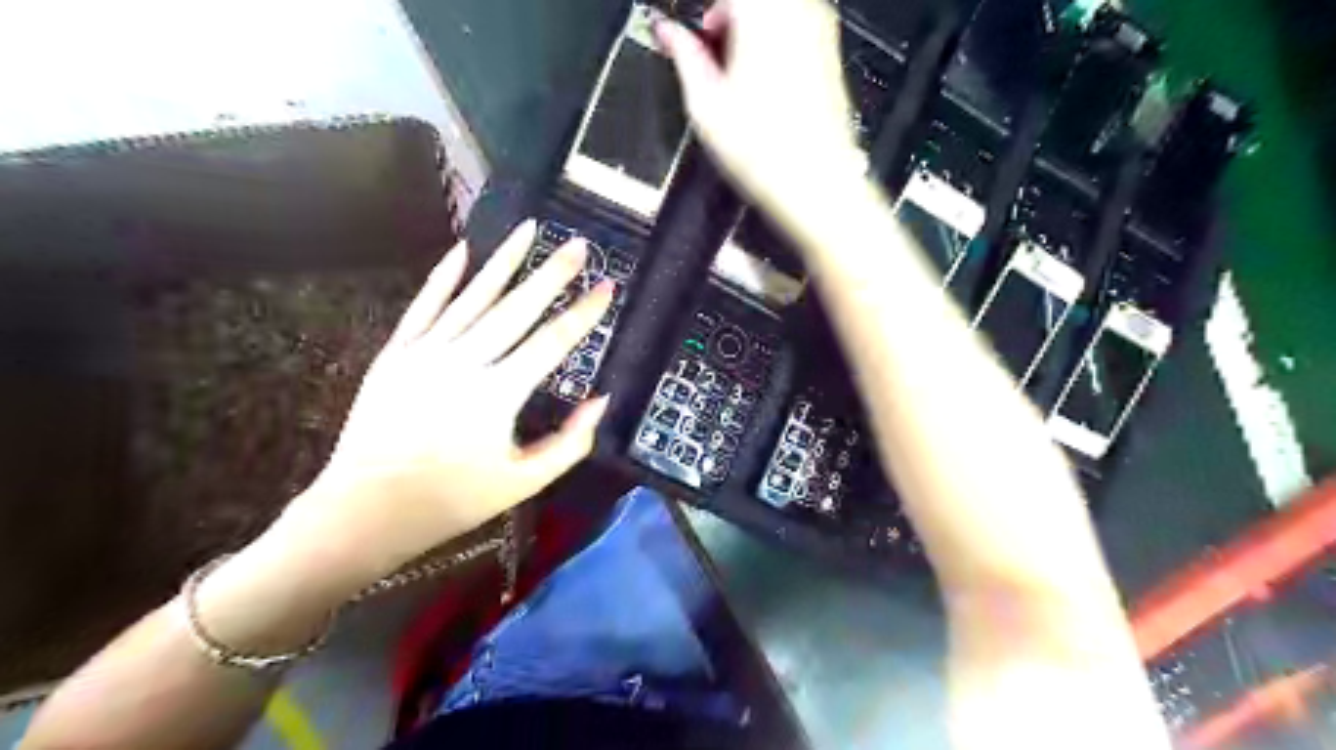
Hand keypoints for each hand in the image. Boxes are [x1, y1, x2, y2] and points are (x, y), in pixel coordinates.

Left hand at [284, 223, 619, 585]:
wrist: (366, 510)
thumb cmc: (453, 499)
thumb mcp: (524, 481)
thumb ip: (570, 442)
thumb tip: (601, 400)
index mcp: (499, 395)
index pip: (553, 342)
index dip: (584, 313)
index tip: (607, 287)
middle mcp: (464, 362)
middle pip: (517, 308)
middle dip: (553, 274)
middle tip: (579, 243)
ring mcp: (426, 352)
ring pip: (473, 296)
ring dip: (504, 261)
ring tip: (530, 229)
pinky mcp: (397, 352)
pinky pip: (424, 304)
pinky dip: (445, 276)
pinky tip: (464, 250)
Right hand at [656, 0, 868, 214]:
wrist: (815, 183)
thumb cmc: (769, 153)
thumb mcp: (705, 105)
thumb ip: (683, 57)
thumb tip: (669, 35)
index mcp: (761, 13)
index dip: (699, 12)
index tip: (684, 29)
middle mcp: (796, 11)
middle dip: (720, 15)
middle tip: (700, 46)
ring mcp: (817, 31)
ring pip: (771, 8)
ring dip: (743, 26)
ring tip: (725, 67)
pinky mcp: (827, 53)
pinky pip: (791, 25)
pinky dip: (767, 39)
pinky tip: (752, 80)